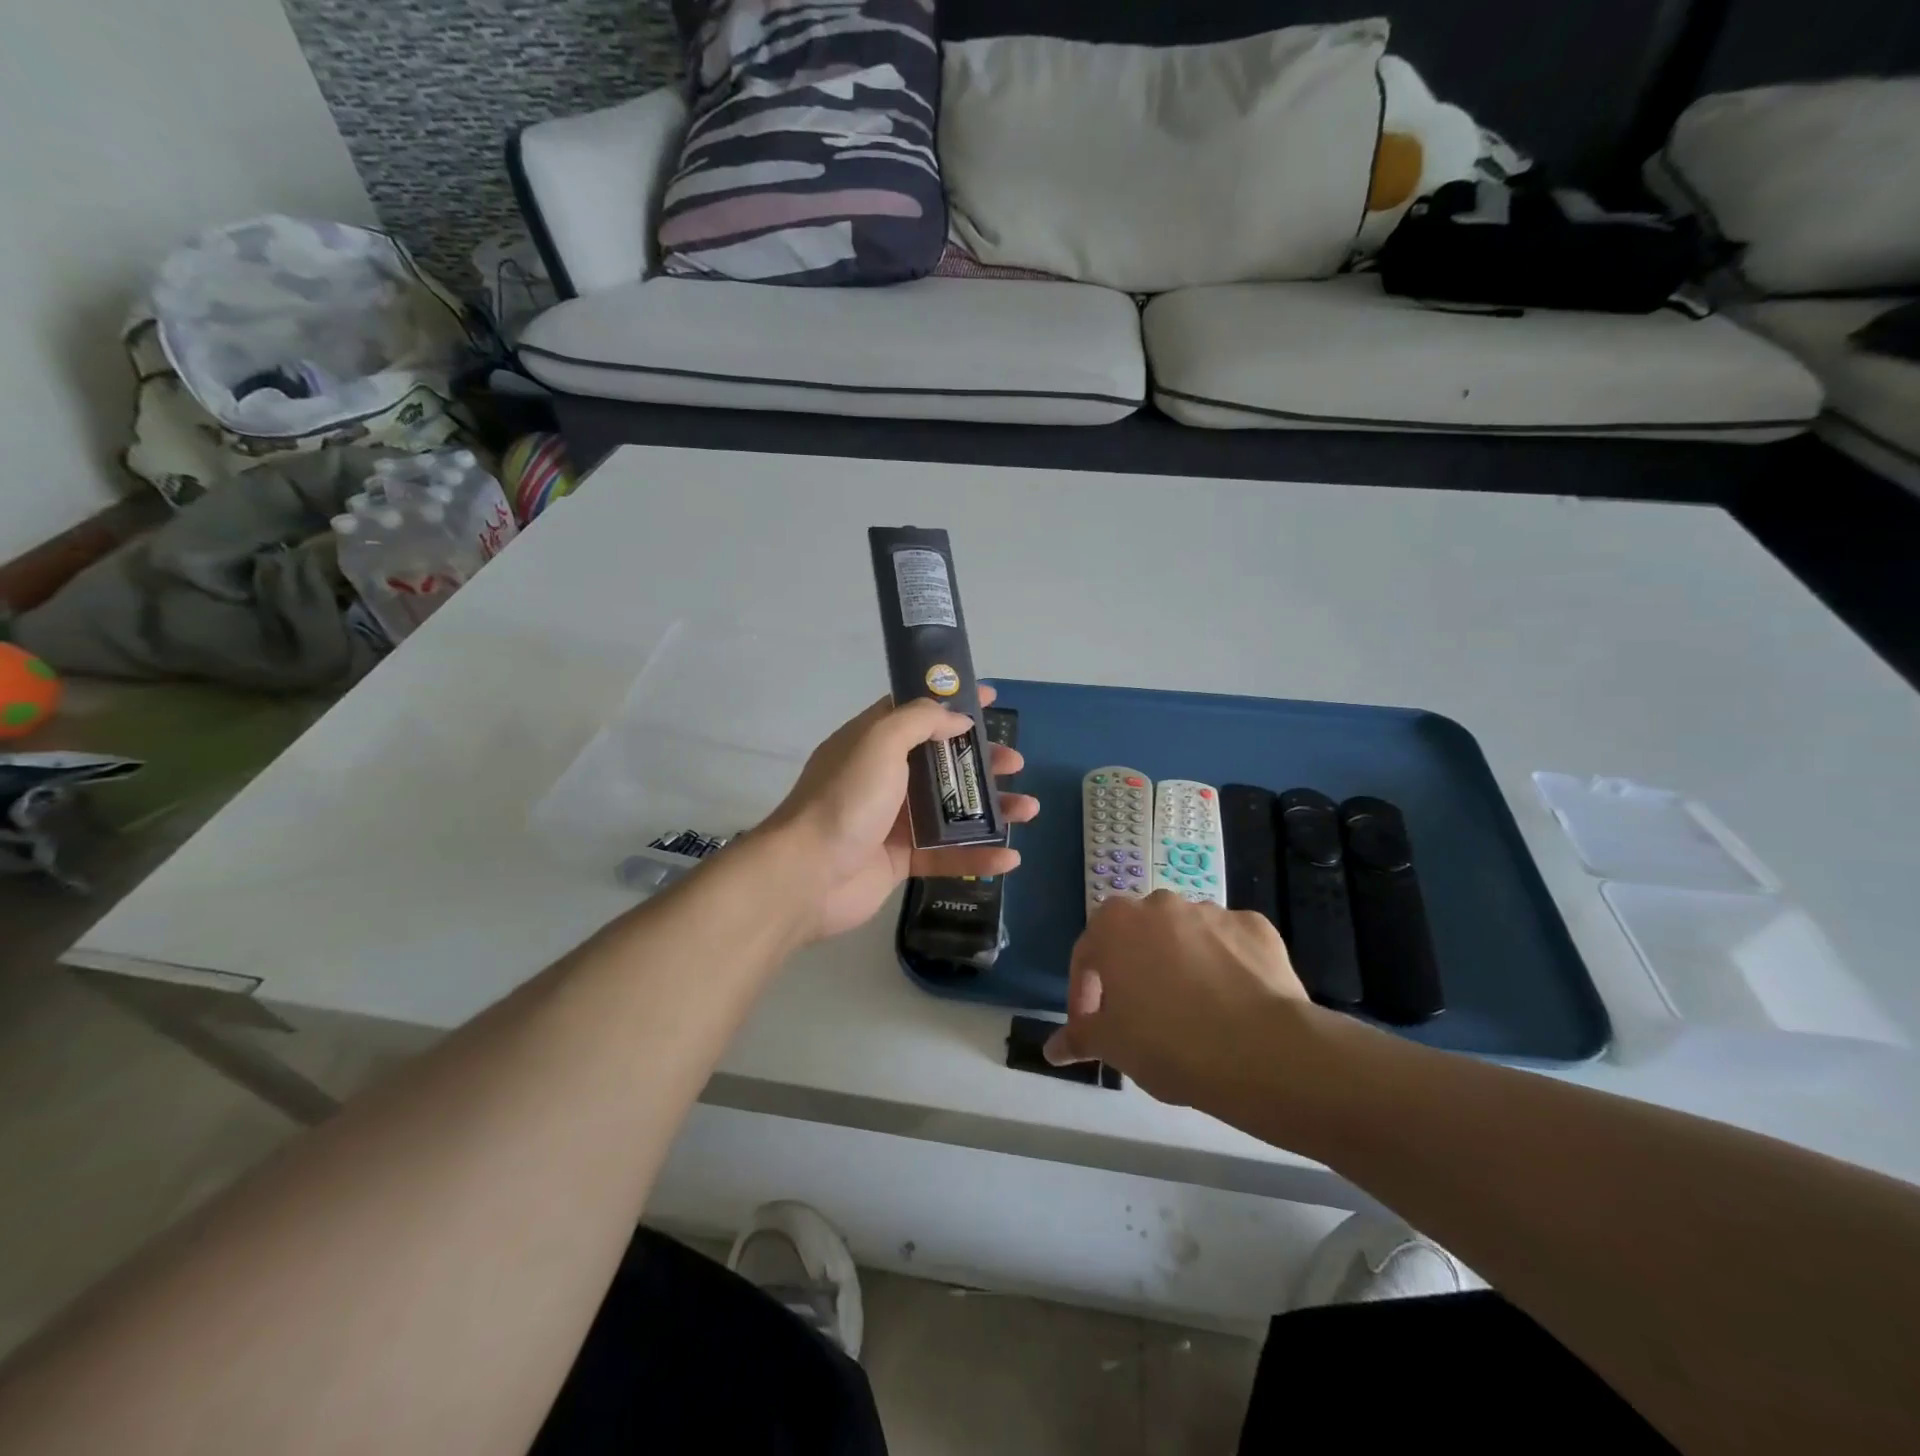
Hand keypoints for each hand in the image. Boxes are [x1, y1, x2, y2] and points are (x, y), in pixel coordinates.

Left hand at [760, 685, 1038, 942]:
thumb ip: (919, 721)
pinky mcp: (901, 861)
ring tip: (1028, 809)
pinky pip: (947, 855)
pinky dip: (978, 856)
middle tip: (1014, 764)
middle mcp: (884, 778)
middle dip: (981, 761)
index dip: (953, 703)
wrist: (808, 874)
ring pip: (952, 810)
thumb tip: (958, 717)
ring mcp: (893, 821)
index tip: (990, 698)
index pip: (917, 713)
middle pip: (943, 763)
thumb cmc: (846, 799)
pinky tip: (1010, 859)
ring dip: (991, 809)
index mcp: (873, 743)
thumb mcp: (879, 742)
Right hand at [1045, 892, 1310, 1108]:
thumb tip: (1053, 1049)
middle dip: (1134, 972)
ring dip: (1179, 966)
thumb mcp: (1111, 1045)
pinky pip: (1229, 945)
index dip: (1084, 994)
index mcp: (1115, 923)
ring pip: (1184, 938)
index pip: (1086, 955)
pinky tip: (1232, 1003)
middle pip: (1137, 938)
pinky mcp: (1255, 926)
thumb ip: (1079, 1037)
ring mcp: (1211, 911)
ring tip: (1191, 1013)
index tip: (1090, 1028)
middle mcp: (1160, 904)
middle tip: (1140, 1018)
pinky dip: (1225, 966)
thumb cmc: (1167, 1043)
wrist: (1261, 1051)